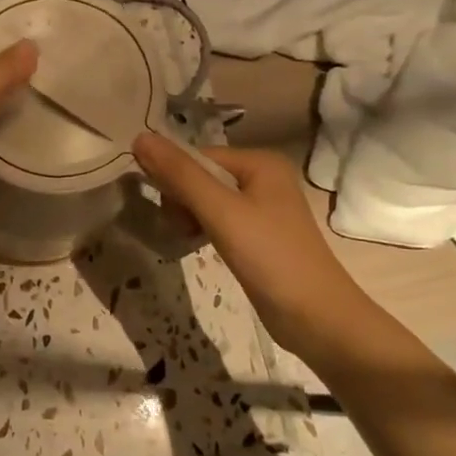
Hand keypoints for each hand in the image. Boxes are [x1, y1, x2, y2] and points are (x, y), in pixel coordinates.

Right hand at [132, 133, 368, 356]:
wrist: (316, 317)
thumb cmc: (270, 257)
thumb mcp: (221, 211)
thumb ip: (180, 174)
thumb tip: (139, 138)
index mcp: (260, 163)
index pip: (198, 156)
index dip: (173, 178)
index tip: (163, 209)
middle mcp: (263, 178)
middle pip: (201, 176)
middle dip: (181, 200)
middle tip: (177, 228)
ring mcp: (262, 208)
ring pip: (206, 200)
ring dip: (188, 216)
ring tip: (185, 238)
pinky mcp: (257, 235)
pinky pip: (218, 220)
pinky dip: (202, 229)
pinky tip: (195, 245)